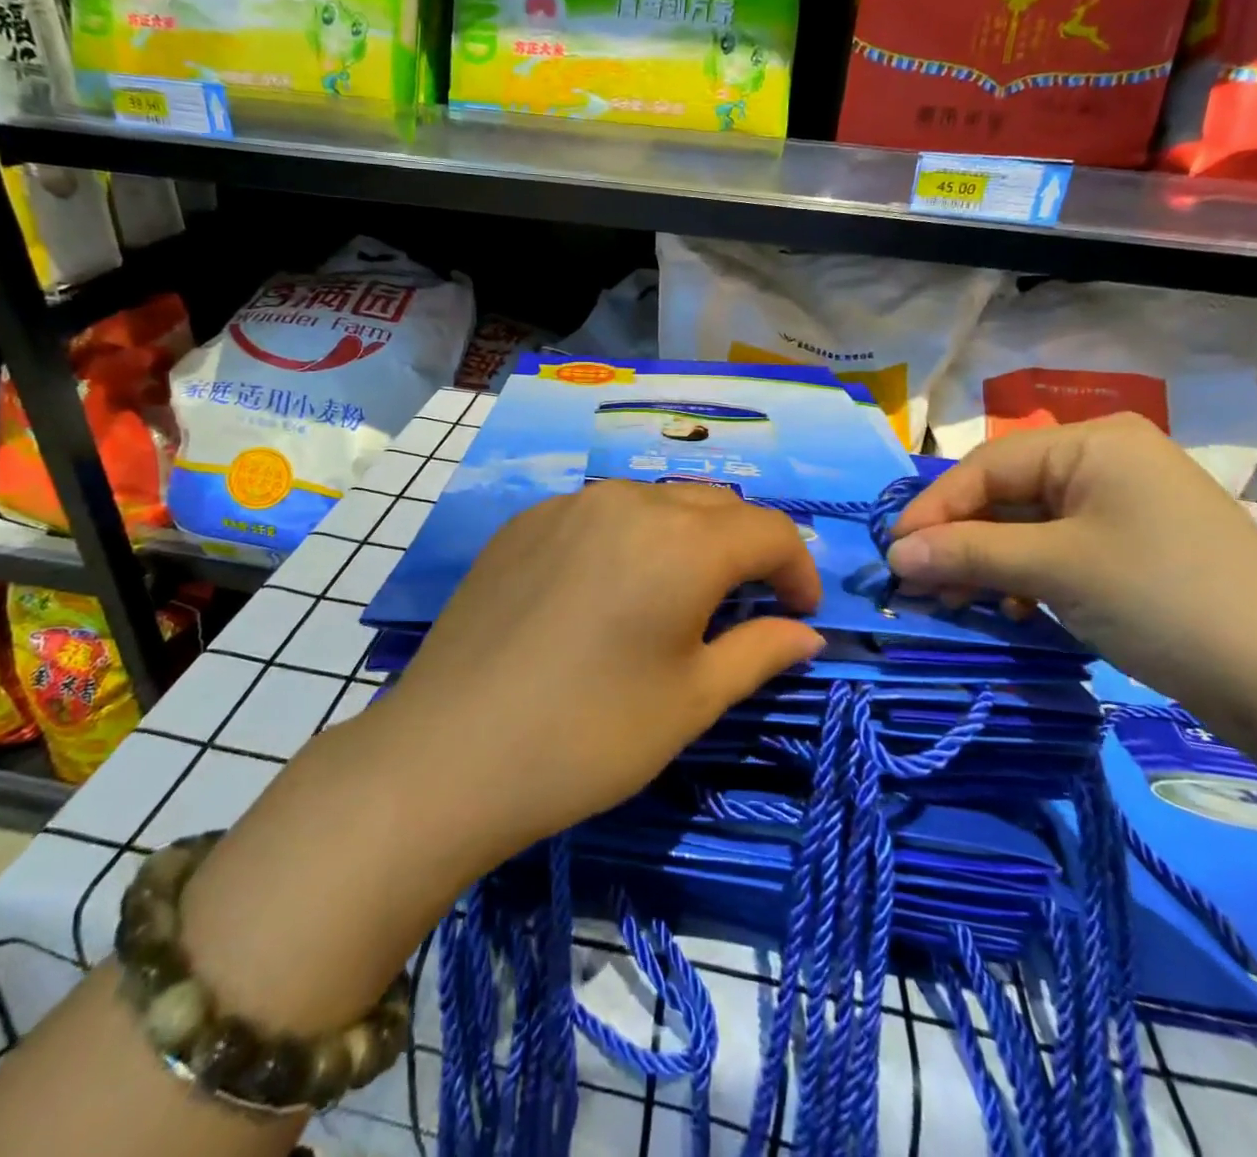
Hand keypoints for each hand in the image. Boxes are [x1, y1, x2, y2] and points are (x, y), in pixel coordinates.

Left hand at [383, 479, 825, 869]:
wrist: (450, 754)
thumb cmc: (589, 736)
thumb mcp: (691, 701)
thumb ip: (759, 652)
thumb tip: (806, 633)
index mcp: (682, 540)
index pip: (769, 531)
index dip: (798, 569)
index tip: (800, 614)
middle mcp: (628, 502)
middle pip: (714, 506)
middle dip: (745, 548)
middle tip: (745, 606)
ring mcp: (568, 505)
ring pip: (655, 502)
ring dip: (687, 537)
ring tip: (676, 596)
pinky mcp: (523, 522)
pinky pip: (599, 514)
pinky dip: (628, 539)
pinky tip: (606, 592)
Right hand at [886, 413, 1256, 722]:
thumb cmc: (1165, 600)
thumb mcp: (1055, 570)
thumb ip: (967, 553)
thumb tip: (894, 554)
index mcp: (1093, 444)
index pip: (987, 467)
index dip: (934, 509)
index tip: (894, 553)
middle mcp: (1107, 462)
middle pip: (1006, 493)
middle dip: (959, 540)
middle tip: (920, 584)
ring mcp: (1125, 505)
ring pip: (1028, 525)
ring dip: (987, 562)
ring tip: (957, 601)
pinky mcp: (1135, 547)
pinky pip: (1058, 548)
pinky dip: (1025, 576)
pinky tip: (1014, 608)